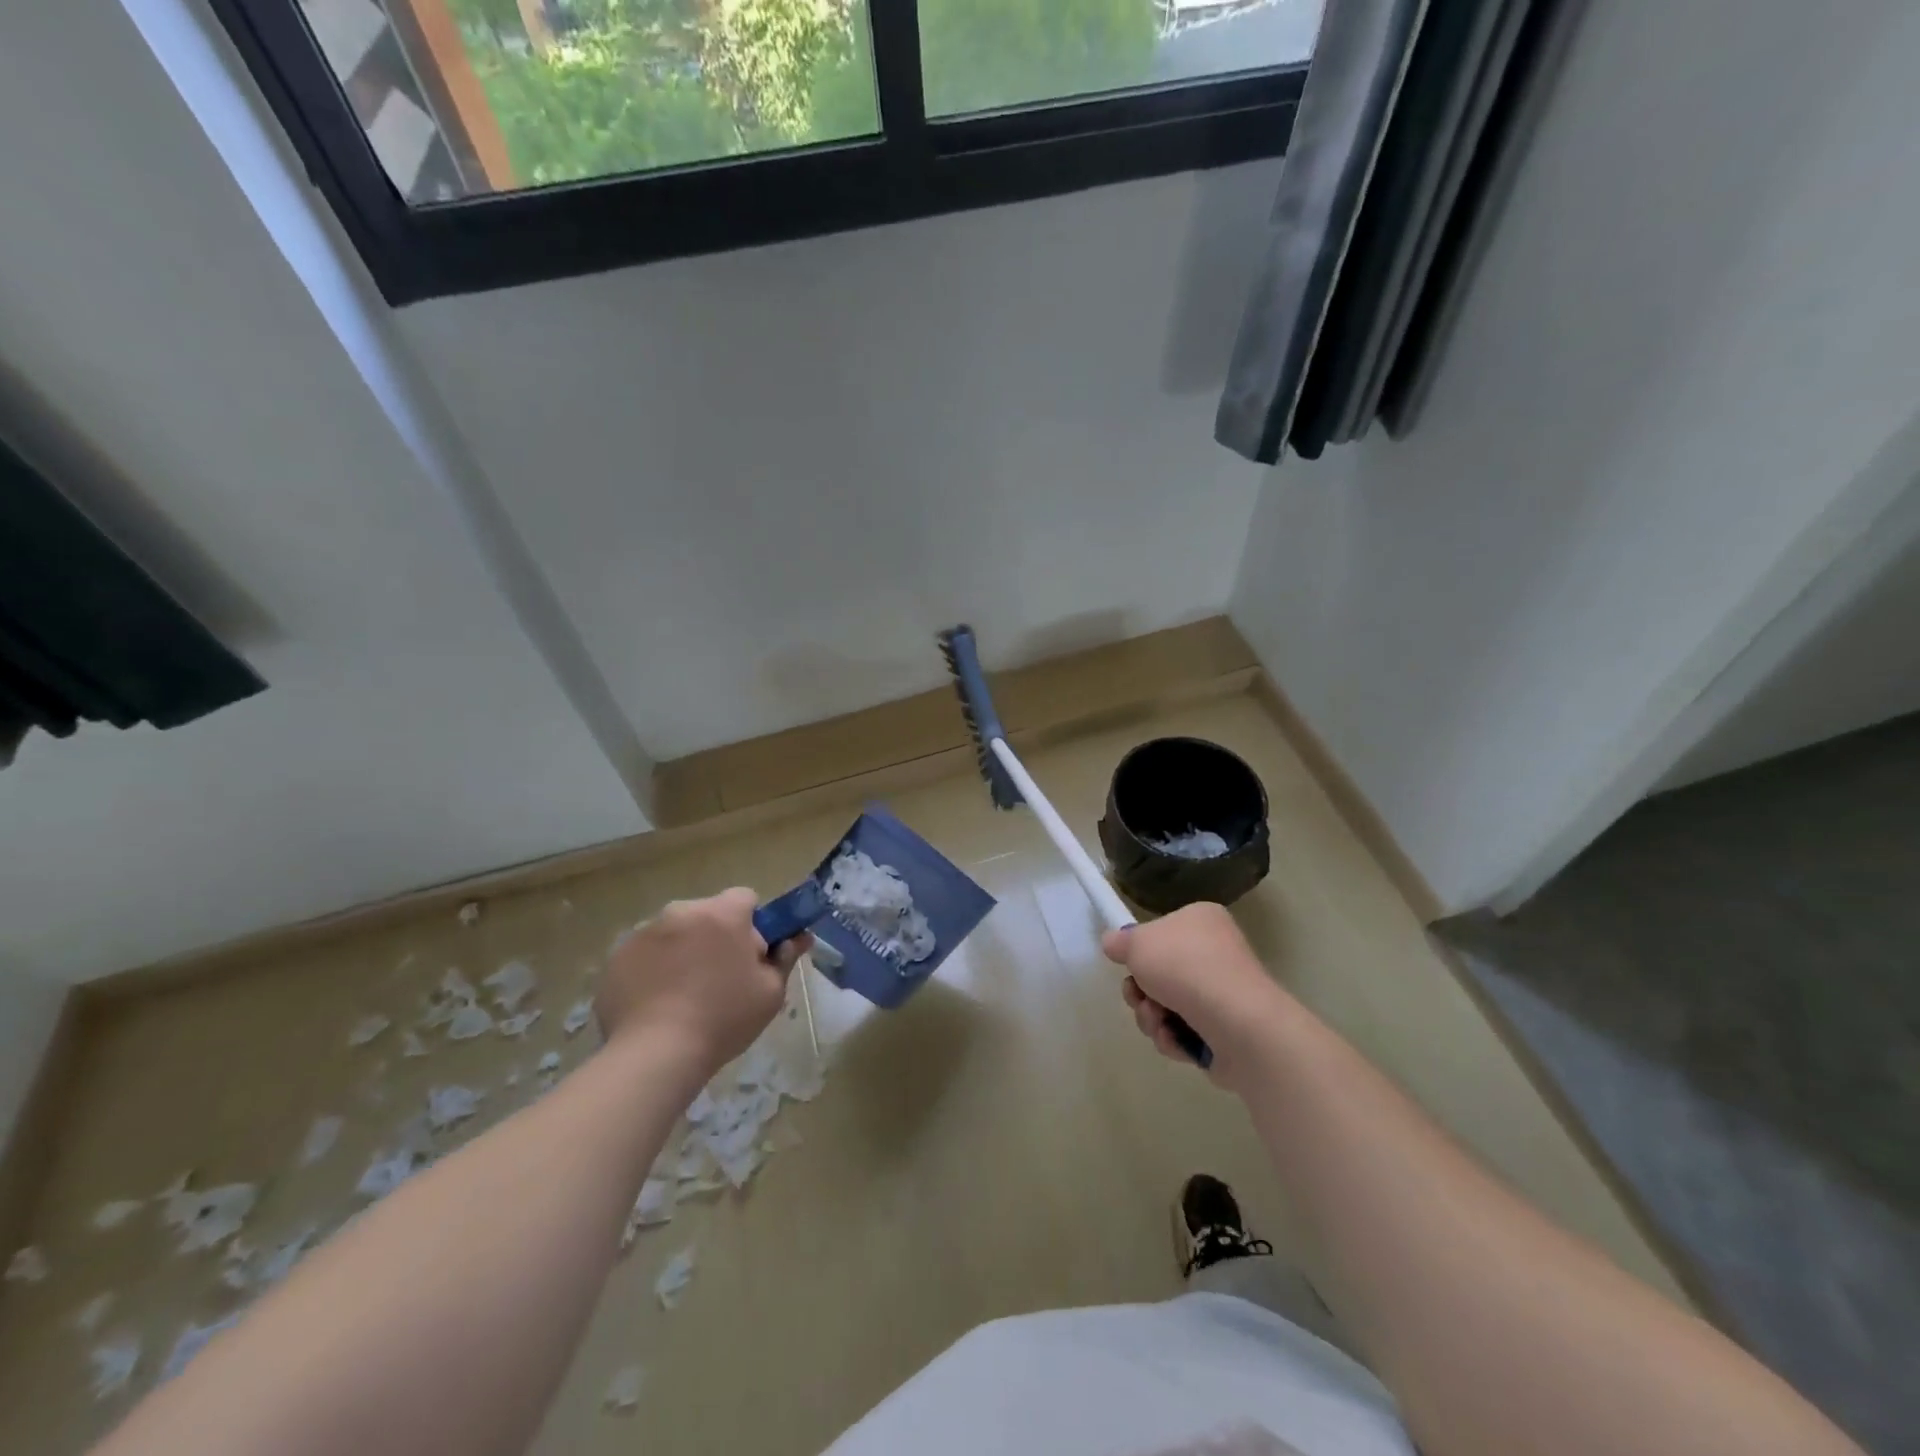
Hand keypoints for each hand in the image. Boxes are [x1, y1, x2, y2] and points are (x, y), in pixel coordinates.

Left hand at [595, 888, 808, 1076]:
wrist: (655, 1055)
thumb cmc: (723, 1019)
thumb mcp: (771, 992)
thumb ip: (785, 957)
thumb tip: (798, 937)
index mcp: (722, 913)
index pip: (745, 898)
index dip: (753, 924)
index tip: (751, 956)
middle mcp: (681, 911)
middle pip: (708, 914)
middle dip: (715, 937)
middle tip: (720, 980)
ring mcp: (644, 933)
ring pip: (674, 933)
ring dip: (683, 952)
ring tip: (683, 997)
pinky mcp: (616, 958)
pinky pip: (645, 955)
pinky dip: (653, 971)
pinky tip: (656, 1005)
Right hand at [1102, 902, 1291, 1089]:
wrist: (1237, 1023)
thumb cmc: (1185, 967)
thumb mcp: (1137, 943)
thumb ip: (1120, 942)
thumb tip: (1113, 943)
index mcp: (1201, 920)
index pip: (1162, 931)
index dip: (1140, 950)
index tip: (1129, 963)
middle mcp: (1215, 952)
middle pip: (1159, 973)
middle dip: (1141, 992)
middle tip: (1138, 996)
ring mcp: (1223, 994)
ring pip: (1166, 1006)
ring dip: (1151, 1017)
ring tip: (1159, 1021)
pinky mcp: (1225, 1032)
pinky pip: (1184, 1033)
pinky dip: (1173, 1038)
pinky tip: (1175, 1039)